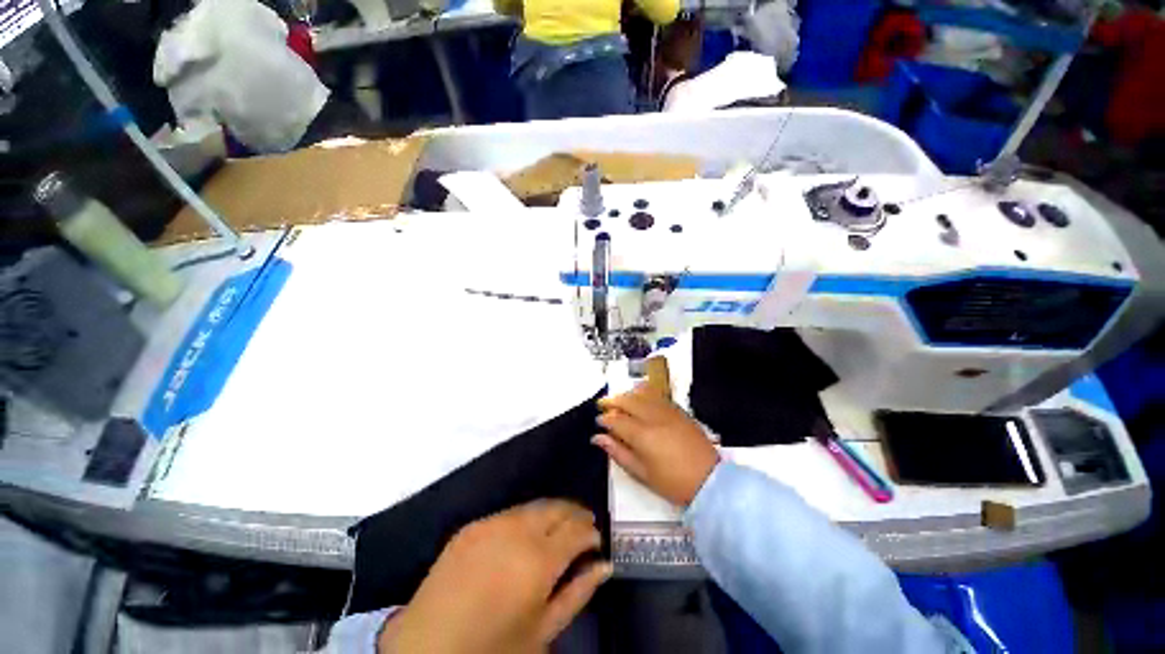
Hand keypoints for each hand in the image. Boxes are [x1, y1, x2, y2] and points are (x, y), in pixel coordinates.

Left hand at [379, 500, 611, 653]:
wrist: (425, 649)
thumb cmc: (492, 649)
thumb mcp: (542, 632)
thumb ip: (578, 593)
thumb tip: (605, 565)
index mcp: (538, 560)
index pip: (576, 531)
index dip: (591, 532)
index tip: (597, 540)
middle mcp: (516, 531)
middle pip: (556, 508)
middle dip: (575, 514)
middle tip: (584, 526)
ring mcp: (491, 524)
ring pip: (534, 506)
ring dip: (552, 512)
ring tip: (559, 527)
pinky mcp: (471, 525)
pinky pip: (509, 513)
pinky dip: (526, 518)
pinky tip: (526, 534)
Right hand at [594, 386, 719, 505]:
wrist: (708, 479)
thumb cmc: (672, 482)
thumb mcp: (642, 473)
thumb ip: (618, 453)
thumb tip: (598, 438)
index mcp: (642, 435)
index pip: (616, 420)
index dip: (604, 419)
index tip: (598, 420)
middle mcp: (653, 417)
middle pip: (628, 401)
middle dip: (612, 401)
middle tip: (603, 404)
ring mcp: (667, 411)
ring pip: (642, 393)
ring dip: (627, 394)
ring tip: (619, 399)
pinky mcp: (678, 410)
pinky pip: (657, 394)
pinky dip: (644, 391)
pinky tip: (639, 394)